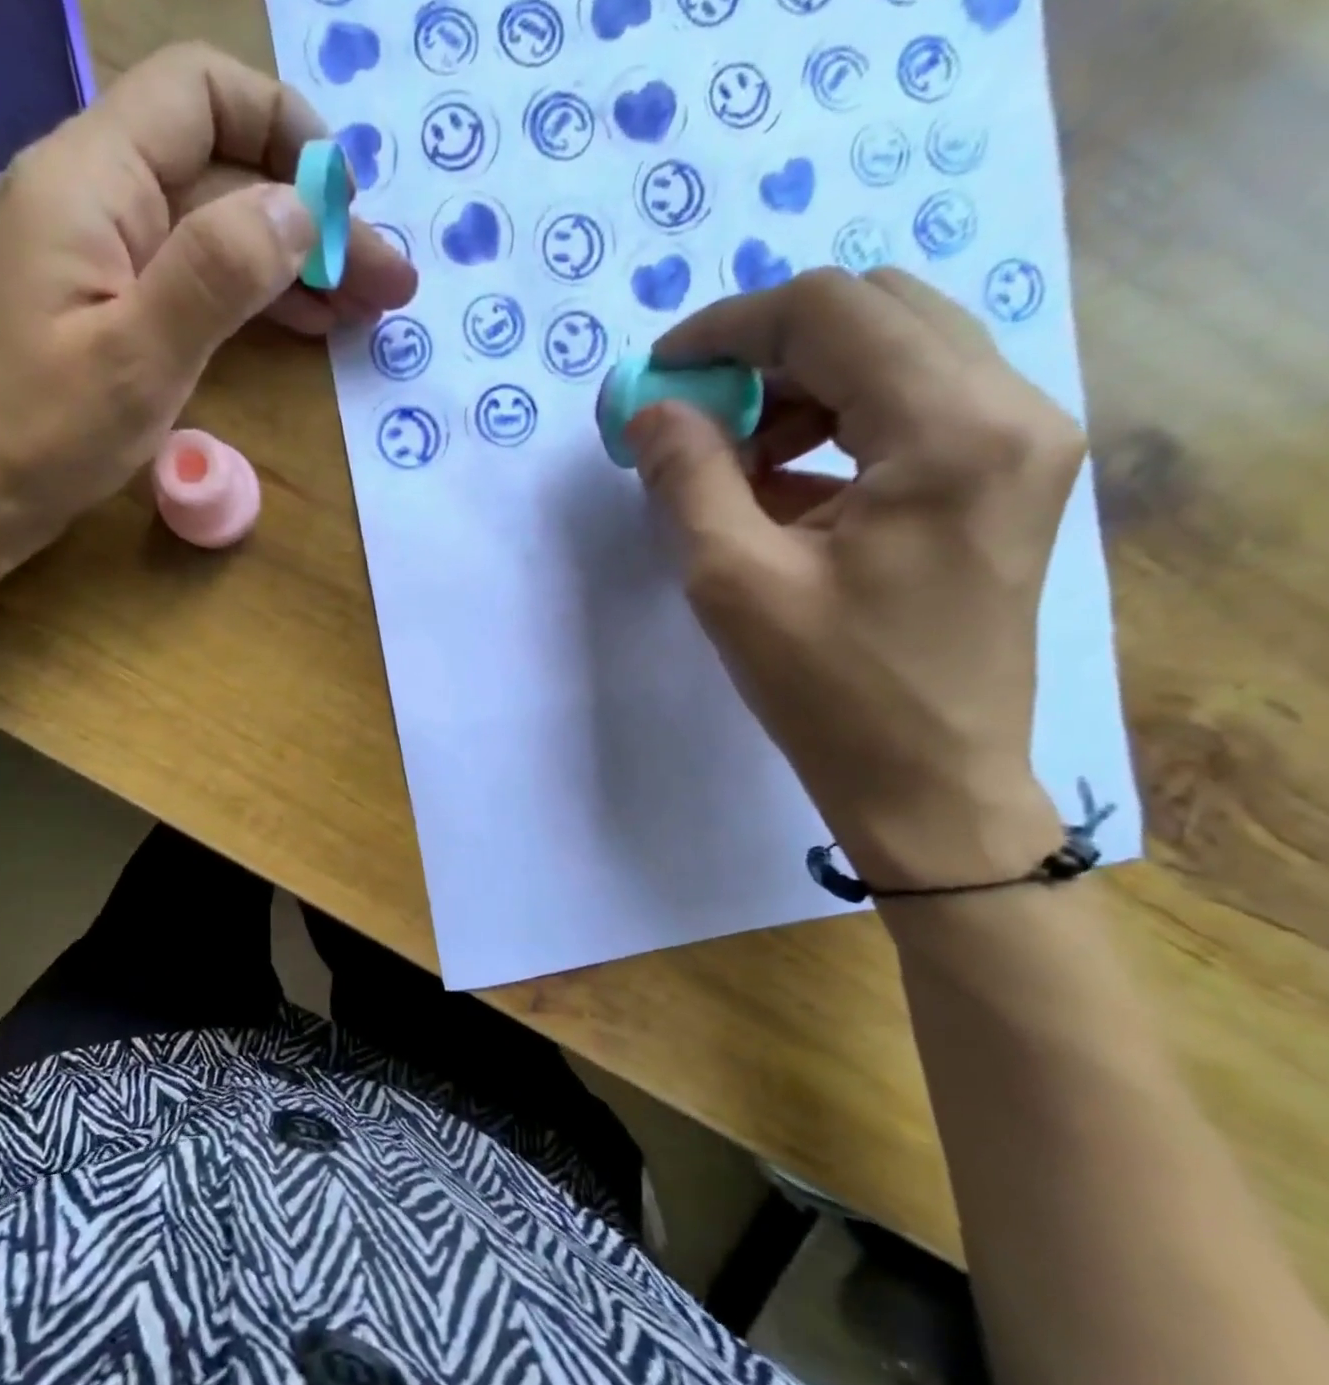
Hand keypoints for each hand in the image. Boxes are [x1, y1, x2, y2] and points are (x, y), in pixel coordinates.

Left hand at [0, 44, 416, 594]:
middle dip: (311, 219)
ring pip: (211, 231)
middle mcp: (92, 198)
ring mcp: (95, 257)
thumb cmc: (33, 436)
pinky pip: (187, 280)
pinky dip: (249, 297)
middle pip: (221, 172)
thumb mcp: (135, 358)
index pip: (201, 94)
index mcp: (91, 182)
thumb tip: (299, 207)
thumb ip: (217, 272)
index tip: (347, 204)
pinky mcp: (100, 310)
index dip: (286, 131)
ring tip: (364, 310)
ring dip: (291, 263)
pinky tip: (299, 325)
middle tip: (388, 285)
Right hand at [626, 267, 1086, 888]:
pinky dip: (833, 423)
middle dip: (764, 350)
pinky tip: (781, 487)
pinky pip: (912, 406)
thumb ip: (687, 479)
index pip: (830, 312)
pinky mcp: (1005, 478)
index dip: (727, 327)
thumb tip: (653, 412)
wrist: (929, 783)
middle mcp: (1012, 410)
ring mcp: (1020, 442)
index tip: (658, 373)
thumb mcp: (733, 584)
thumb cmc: (831, 694)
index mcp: (953, 431)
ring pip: (896, 352)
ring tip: (732, 459)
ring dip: (798, 386)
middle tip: (694, 413)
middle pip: (874, 313)